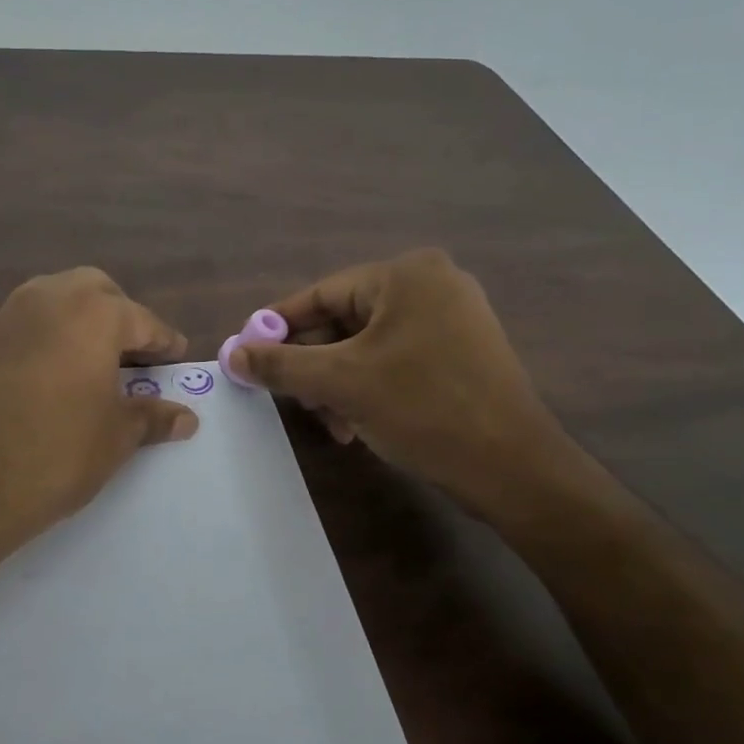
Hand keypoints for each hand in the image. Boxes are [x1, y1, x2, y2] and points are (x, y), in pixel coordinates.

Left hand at [0, 267, 198, 562]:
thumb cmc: (55, 452)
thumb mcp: (114, 438)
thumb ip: (151, 418)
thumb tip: (186, 417)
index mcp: (94, 313)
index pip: (142, 321)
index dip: (164, 342)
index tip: (178, 356)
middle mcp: (51, 299)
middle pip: (97, 293)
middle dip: (120, 317)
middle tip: (135, 356)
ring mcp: (9, 316)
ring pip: (57, 300)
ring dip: (81, 321)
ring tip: (97, 364)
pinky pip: (28, 324)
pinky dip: (50, 336)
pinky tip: (56, 374)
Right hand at [230, 249, 577, 519]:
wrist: (512, 468)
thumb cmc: (423, 408)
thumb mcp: (340, 383)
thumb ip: (280, 364)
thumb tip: (232, 354)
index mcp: (406, 275)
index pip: (321, 294)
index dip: (278, 326)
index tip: (246, 354)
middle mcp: (432, 286)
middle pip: (344, 322)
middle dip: (313, 367)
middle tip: (290, 400)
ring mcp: (452, 320)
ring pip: (367, 347)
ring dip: (338, 385)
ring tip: (330, 424)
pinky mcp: (461, 354)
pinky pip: (396, 362)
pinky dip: (368, 389)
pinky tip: (356, 426)